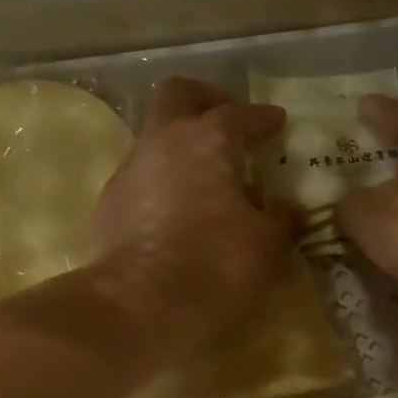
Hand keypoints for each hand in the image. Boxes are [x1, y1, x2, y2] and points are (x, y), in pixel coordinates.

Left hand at [90, 78, 295, 350]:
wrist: (138, 303)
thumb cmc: (214, 266)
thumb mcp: (267, 247)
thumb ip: (282, 220)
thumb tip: (289, 209)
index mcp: (208, 141)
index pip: (240, 114)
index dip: (262, 118)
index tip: (277, 123)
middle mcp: (164, 142)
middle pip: (179, 94)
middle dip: (206, 100)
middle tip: (228, 121)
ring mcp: (130, 170)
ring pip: (155, 137)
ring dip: (181, 147)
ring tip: (205, 179)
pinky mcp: (108, 204)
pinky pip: (141, 179)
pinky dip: (162, 184)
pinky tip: (176, 213)